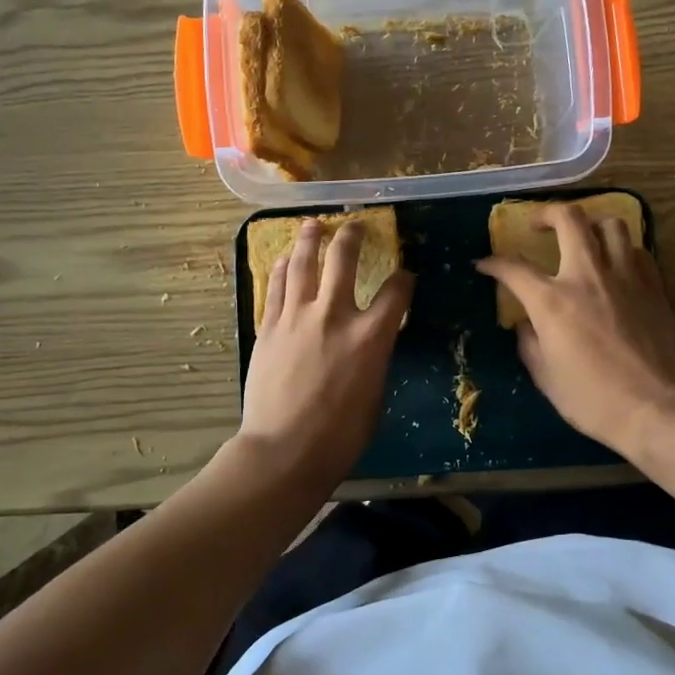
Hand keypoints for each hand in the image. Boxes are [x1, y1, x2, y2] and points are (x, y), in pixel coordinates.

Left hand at [238, 219, 414, 483]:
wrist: (283, 450)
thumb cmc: (339, 435)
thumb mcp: (375, 394)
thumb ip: (375, 357)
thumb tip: (372, 341)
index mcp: (370, 336)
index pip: (397, 292)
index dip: (404, 279)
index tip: (405, 275)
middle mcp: (334, 315)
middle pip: (344, 260)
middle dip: (352, 237)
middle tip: (354, 225)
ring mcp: (297, 317)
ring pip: (304, 264)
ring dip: (310, 239)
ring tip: (313, 224)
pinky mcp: (269, 326)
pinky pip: (277, 287)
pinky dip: (284, 268)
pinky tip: (287, 258)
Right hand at [475, 204, 674, 457]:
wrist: (654, 409)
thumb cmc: (592, 399)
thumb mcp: (545, 377)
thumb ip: (529, 343)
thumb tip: (526, 325)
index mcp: (552, 301)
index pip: (514, 268)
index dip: (494, 262)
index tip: (485, 264)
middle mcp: (587, 276)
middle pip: (569, 219)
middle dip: (547, 213)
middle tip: (538, 225)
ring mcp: (625, 277)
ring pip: (610, 224)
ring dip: (591, 225)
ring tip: (583, 238)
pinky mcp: (654, 286)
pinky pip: (637, 250)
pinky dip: (622, 250)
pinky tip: (617, 265)